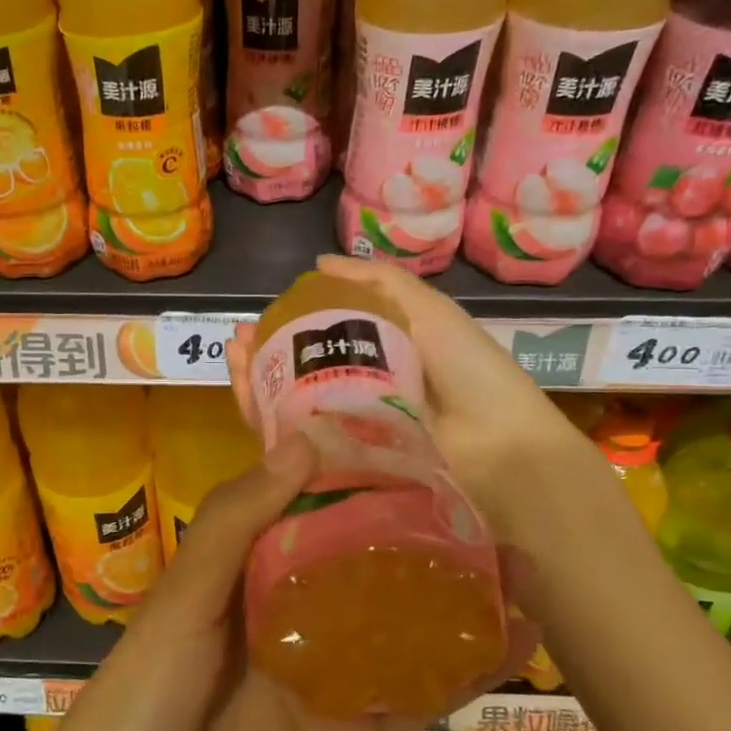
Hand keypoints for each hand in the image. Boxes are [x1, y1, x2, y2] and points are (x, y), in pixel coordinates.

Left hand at [2, 431, 536, 730]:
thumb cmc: (139, 700)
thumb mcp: (180, 601)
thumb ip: (237, 524)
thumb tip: (305, 441)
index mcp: (244, 575)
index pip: (308, 511)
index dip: (353, 478)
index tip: (409, 443)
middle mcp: (291, 617)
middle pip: (365, 566)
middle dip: (420, 535)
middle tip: (483, 499)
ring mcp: (327, 679)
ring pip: (402, 628)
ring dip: (456, 597)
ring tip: (519, 560)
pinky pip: (414, 698)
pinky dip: (464, 671)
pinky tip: (514, 637)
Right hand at [228, 253, 605, 542]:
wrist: (498, 451)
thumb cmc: (468, 373)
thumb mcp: (429, 312)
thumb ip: (379, 284)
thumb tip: (319, 262)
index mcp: (381, 359)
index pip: (323, 339)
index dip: (290, 324)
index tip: (263, 312)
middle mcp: (359, 395)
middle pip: (299, 374)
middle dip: (264, 353)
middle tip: (236, 338)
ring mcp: (347, 435)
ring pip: (288, 407)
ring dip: (255, 379)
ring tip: (232, 354)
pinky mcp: (337, 468)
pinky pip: (292, 444)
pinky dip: (263, 417)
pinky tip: (242, 391)